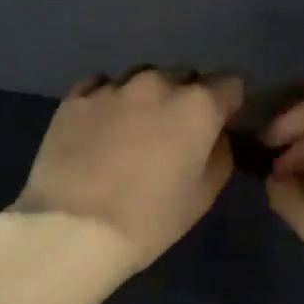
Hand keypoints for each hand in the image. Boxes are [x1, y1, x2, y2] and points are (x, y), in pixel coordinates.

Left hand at [14, 69, 243, 271]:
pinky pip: (101, 85)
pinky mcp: (76, 97)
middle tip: (175, 130)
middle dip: (187, 96)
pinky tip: (101, 124)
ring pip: (142, 76)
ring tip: (134, 125)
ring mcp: (113, 87)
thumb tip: (215, 134)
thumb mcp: (203, 196)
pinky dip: (109, 98)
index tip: (220, 121)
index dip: (228, 102)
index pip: (230, 83)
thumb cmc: (148, 219)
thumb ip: (220, 153)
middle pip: (184, 76)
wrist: (73, 227)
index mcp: (197, 106)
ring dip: (147, 95)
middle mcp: (158, 84)